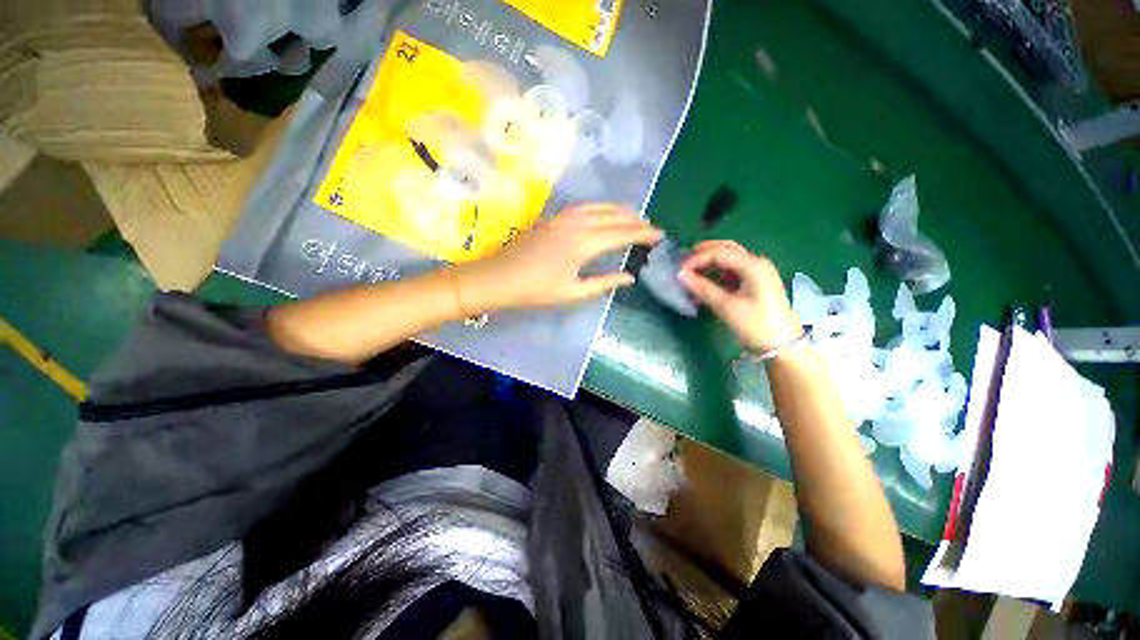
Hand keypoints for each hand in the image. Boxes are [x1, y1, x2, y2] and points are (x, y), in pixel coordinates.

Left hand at [455, 203, 661, 311]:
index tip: (660, 235)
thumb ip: (604, 282)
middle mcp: (577, 223)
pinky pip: (583, 206)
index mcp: (584, 243)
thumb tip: (630, 277)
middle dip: (635, 220)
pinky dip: (600, 207)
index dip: (643, 234)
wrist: (499, 278)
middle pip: (613, 216)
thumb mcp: (573, 291)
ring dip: (618, 210)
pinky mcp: (552, 217)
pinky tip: (602, 213)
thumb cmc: (536, 290)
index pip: (622, 234)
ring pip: (598, 206)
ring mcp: (562, 217)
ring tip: (633, 216)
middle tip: (651, 226)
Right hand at [677, 240, 802, 352]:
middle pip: (726, 249)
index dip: (696, 259)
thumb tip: (681, 275)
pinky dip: (717, 273)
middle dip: (703, 253)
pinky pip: (732, 271)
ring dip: (709, 262)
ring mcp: (757, 272)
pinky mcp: (755, 283)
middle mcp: (756, 263)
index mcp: (753, 265)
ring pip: (729, 258)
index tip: (679, 271)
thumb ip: (703, 288)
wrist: (783, 346)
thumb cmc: (755, 325)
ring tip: (690, 272)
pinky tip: (704, 282)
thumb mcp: (726, 307)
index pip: (719, 253)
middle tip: (683, 263)